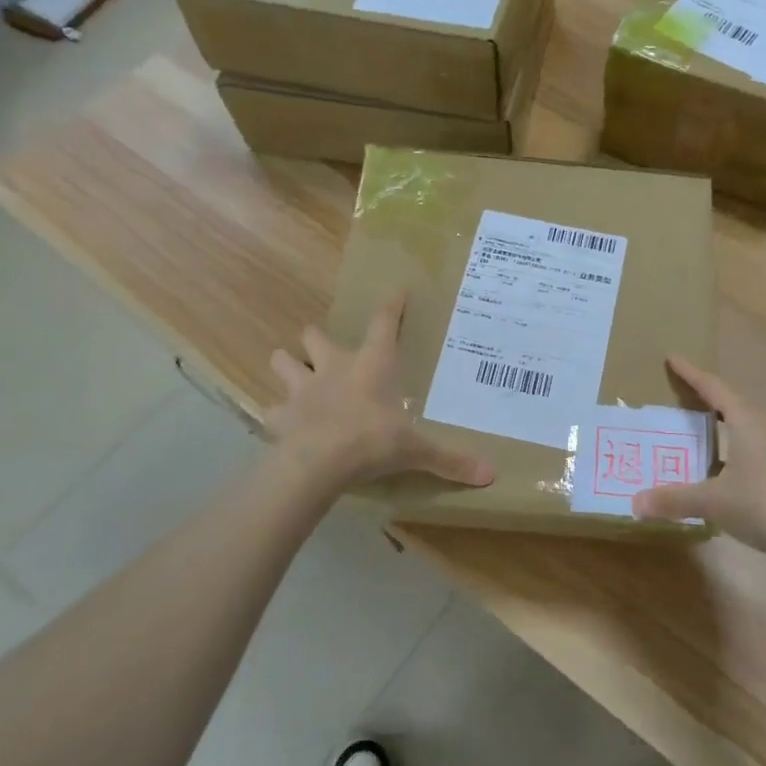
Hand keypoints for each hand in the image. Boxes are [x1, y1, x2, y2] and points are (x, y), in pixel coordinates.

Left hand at [265, 293, 494, 490]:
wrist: (317, 462)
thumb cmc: (372, 441)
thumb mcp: (416, 450)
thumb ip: (450, 459)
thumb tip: (491, 474)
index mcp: (371, 364)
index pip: (383, 323)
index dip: (391, 305)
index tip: (397, 290)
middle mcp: (334, 367)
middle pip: (316, 335)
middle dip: (317, 337)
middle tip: (324, 349)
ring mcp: (302, 388)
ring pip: (283, 361)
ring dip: (288, 365)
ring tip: (295, 375)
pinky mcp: (280, 415)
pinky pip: (273, 410)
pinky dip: (278, 415)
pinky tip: (284, 423)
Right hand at [632, 356, 765, 562]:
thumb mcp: (714, 501)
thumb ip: (675, 499)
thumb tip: (635, 502)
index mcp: (746, 421)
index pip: (713, 387)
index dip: (691, 373)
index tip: (671, 357)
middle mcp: (762, 427)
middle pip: (728, 402)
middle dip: (702, 395)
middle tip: (675, 392)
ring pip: (740, 426)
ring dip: (716, 423)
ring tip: (691, 426)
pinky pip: (746, 447)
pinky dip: (726, 447)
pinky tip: (715, 466)